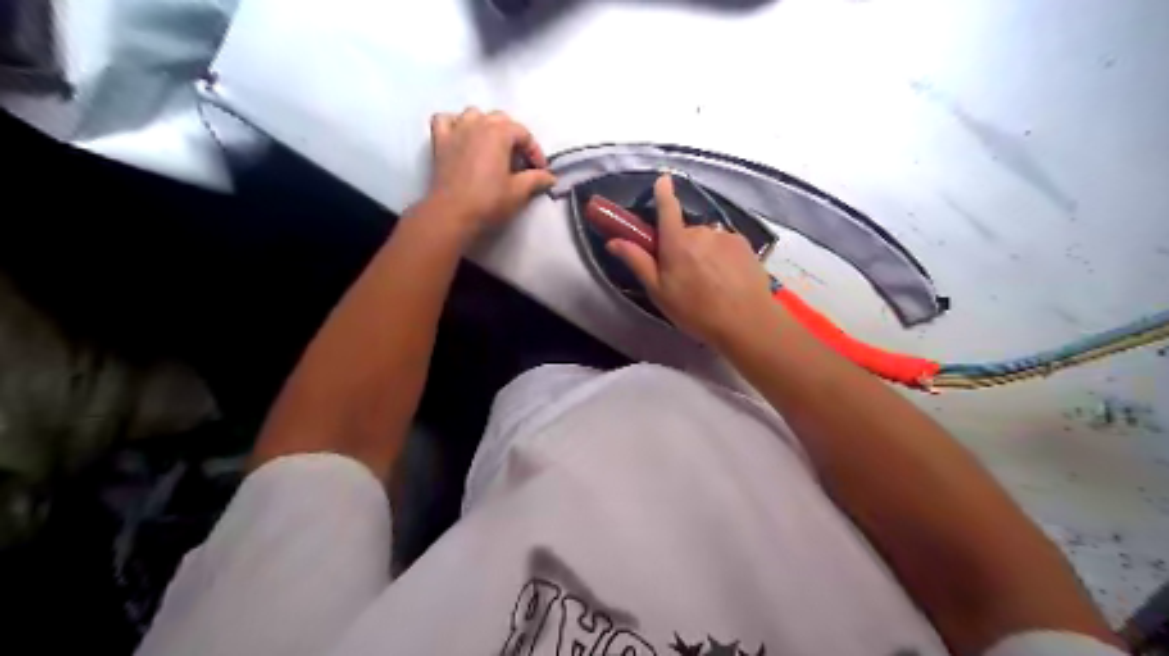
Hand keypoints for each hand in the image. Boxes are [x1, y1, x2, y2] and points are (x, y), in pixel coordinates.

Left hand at [425, 108, 556, 240]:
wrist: (452, 214)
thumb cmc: (488, 201)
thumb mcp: (518, 192)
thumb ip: (536, 179)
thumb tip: (549, 177)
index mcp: (498, 133)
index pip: (523, 134)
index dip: (535, 151)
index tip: (540, 170)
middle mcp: (477, 124)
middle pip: (500, 120)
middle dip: (513, 137)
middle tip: (519, 161)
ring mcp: (455, 130)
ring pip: (474, 115)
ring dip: (486, 126)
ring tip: (493, 147)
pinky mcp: (439, 142)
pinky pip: (445, 120)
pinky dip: (455, 124)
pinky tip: (462, 137)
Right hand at [603, 174, 773, 349]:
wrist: (746, 322)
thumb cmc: (696, 311)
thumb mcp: (659, 292)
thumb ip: (638, 262)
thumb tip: (614, 241)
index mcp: (676, 242)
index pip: (667, 208)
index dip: (663, 192)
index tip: (663, 179)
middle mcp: (701, 232)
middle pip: (685, 232)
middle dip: (681, 247)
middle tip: (683, 276)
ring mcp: (725, 236)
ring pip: (707, 240)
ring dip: (703, 254)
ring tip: (709, 283)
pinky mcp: (744, 244)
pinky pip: (725, 245)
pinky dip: (722, 257)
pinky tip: (726, 280)